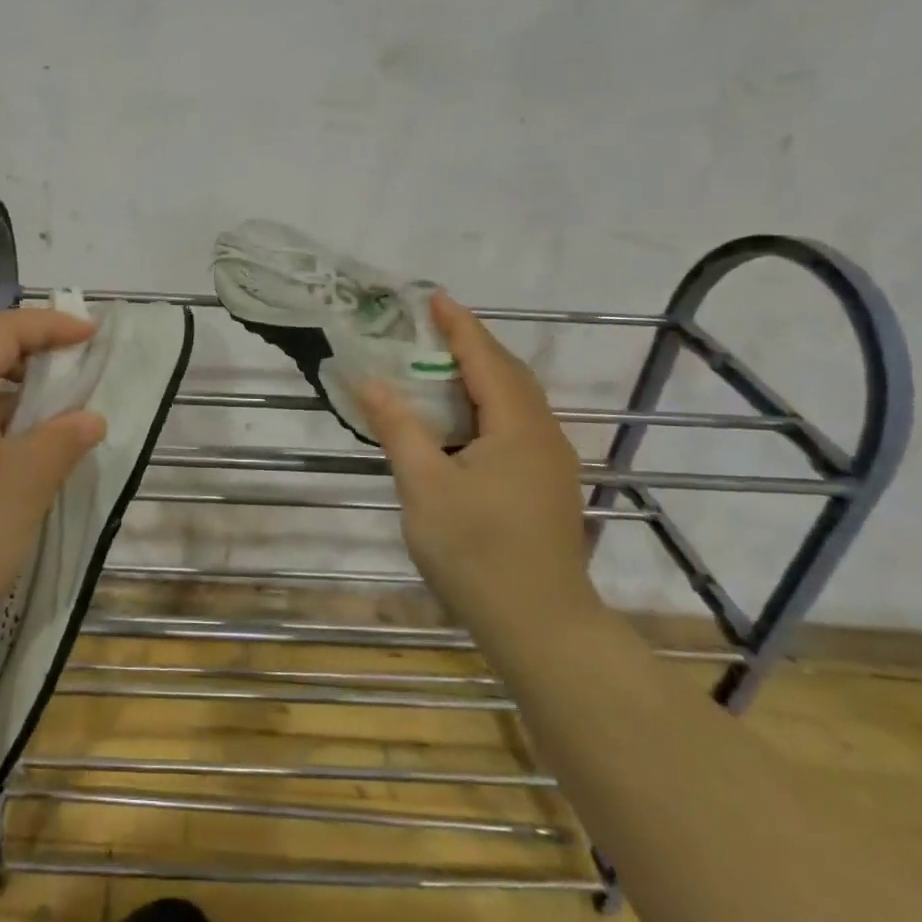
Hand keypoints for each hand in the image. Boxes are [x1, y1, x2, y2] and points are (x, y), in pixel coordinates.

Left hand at [0, 308, 106, 665]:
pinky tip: (15, 457)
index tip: (93, 335)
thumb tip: (89, 418)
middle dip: (34, 359)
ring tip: (55, 418)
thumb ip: (63, 439)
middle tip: (79, 374)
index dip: (51, 325)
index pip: (2, 329)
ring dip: (14, 398)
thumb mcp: (24, 483)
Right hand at [356, 290, 598, 643]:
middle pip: (508, 374)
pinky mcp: (547, 486)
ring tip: (443, 363)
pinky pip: (517, 425)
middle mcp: (543, 435)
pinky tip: (464, 421)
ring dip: (482, 374)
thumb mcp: (424, 486)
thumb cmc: (477, 550)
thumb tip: (369, 381)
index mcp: (517, 427)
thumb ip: (399, 428)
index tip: (435, 296)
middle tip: (433, 325)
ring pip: (516, 401)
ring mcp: (551, 463)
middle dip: (472, 344)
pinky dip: (488, 405)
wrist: (540, 625)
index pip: (485, 359)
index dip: (459, 325)